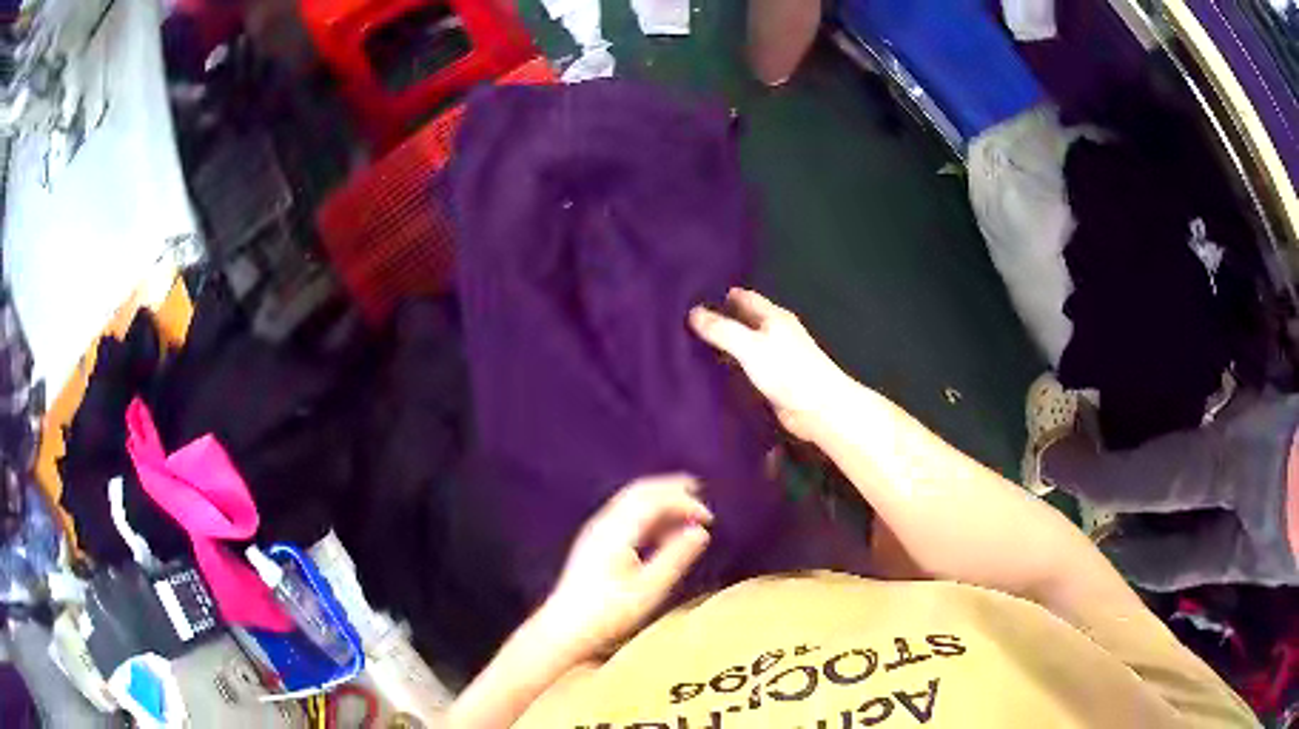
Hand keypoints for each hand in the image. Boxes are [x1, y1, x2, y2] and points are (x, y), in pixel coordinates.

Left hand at [541, 475, 712, 659]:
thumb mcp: (649, 589)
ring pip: (630, 500)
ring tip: (683, 508)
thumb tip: (701, 532)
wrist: (564, 629)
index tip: (709, 519)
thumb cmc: (608, 613)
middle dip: (669, 488)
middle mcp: (604, 523)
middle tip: (697, 489)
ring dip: (658, 498)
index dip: (684, 503)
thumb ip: (676, 557)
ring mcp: (595, 531)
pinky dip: (647, 512)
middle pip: (639, 491)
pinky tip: (661, 529)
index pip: (654, 500)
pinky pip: (624, 513)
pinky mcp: (593, 543)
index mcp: (617, 531)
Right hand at [690, 288, 853, 440]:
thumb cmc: (788, 371)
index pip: (745, 298)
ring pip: (745, 345)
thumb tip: (693, 312)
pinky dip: (732, 367)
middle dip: (721, 320)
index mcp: (774, 317)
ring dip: (725, 345)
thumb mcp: (750, 346)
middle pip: (744, 320)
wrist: (819, 409)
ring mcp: (776, 358)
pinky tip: (713, 374)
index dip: (722, 296)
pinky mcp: (774, 382)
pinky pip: (747, 368)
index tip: (693, 297)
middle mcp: (776, 333)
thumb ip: (722, 330)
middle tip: (686, 324)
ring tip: (691, 347)